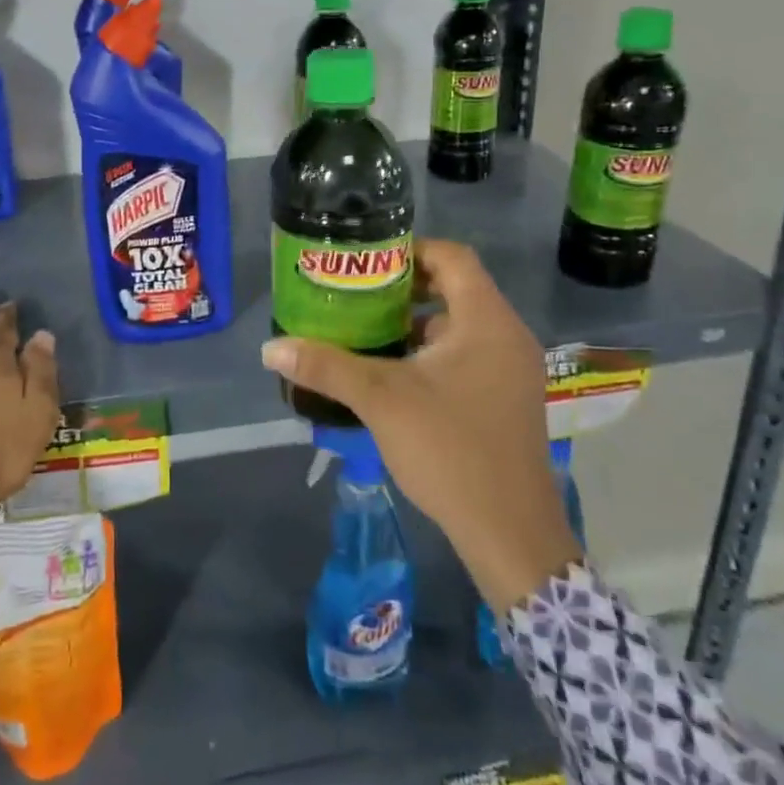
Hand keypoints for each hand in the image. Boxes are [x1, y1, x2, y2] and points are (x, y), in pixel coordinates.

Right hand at [260, 239, 580, 610]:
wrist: (509, 533)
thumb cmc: (450, 450)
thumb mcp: (381, 401)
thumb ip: (327, 366)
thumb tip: (271, 347)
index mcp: (487, 322)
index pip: (453, 257)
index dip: (410, 250)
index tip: (367, 261)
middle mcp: (507, 336)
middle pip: (456, 288)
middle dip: (405, 287)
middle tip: (357, 293)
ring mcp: (512, 370)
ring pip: (460, 324)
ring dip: (416, 322)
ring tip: (366, 329)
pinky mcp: (507, 398)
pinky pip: (468, 354)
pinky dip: (432, 351)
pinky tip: (393, 372)